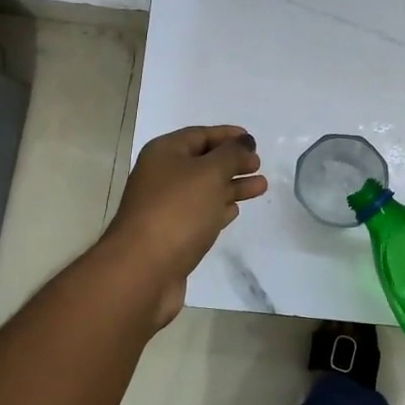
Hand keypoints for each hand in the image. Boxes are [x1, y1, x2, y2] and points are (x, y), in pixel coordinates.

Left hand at [103, 125, 266, 326]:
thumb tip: (244, 142)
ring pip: (204, 190)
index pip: (199, 135)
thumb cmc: (177, 211)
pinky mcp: (172, 236)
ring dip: (232, 186)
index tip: (252, 139)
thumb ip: (231, 155)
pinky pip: (199, 215)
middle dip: (232, 162)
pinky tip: (235, 210)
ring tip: (261, 187)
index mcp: (164, 153)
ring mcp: (165, 208)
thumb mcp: (209, 173)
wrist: (143, 270)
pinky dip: (218, 209)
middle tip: (259, 165)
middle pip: (202, 163)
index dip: (227, 135)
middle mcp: (161, 177)